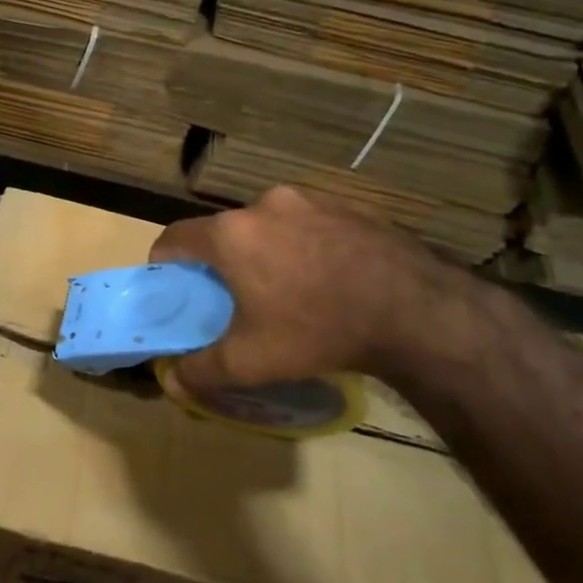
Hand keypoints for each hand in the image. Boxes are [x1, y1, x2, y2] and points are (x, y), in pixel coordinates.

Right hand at [148, 187, 445, 394]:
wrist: (417, 311)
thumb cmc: (318, 329)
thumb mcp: (251, 361)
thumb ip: (202, 370)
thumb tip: (173, 382)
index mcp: (231, 234)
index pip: (175, 236)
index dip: (164, 261)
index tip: (172, 286)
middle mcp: (264, 205)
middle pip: (223, 231)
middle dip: (219, 261)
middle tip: (231, 297)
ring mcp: (310, 200)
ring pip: (266, 226)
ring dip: (261, 251)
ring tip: (283, 289)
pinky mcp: (348, 206)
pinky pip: (306, 224)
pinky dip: (301, 246)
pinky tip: (324, 280)